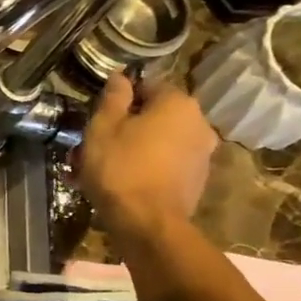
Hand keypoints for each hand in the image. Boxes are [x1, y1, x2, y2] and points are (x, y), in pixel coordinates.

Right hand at [74, 73, 217, 242]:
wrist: (147, 223)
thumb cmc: (120, 166)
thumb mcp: (103, 127)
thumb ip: (114, 97)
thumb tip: (121, 76)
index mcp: (178, 104)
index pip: (148, 86)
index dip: (121, 99)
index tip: (100, 116)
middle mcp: (199, 124)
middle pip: (156, 115)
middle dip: (127, 126)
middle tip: (97, 143)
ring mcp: (202, 154)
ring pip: (161, 142)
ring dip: (135, 148)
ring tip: (104, 168)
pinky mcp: (197, 181)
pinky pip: (166, 164)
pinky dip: (147, 167)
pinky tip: (122, 183)